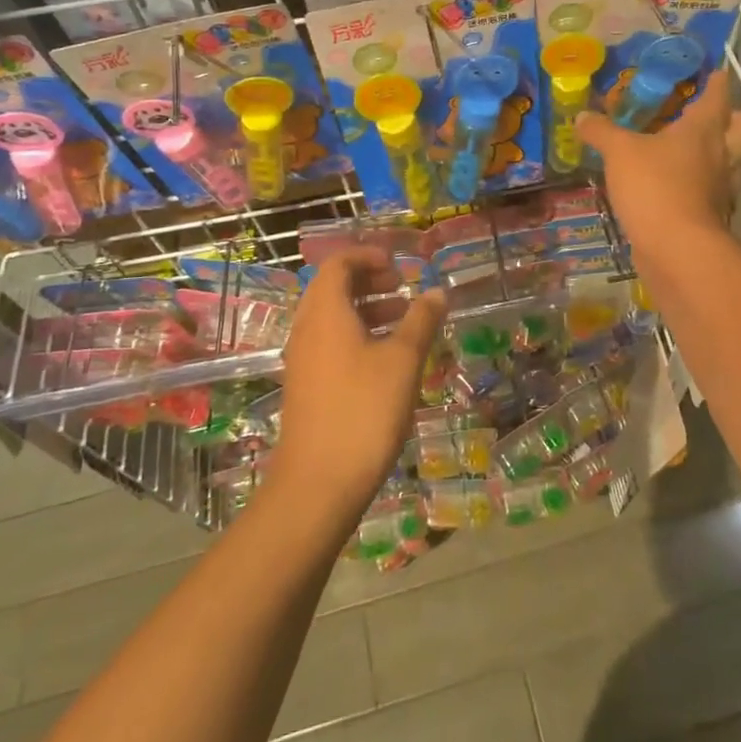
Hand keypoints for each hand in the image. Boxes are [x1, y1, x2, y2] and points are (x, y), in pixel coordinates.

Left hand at [270, 247, 445, 526]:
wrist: (318, 484)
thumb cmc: (364, 410)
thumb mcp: (403, 361)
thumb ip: (421, 320)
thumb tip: (437, 292)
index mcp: (325, 312)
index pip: (338, 263)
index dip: (368, 256)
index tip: (400, 266)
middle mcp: (307, 329)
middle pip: (333, 289)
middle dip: (370, 282)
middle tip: (404, 290)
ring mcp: (303, 360)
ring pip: (333, 318)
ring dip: (367, 310)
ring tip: (404, 322)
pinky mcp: (306, 387)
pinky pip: (330, 344)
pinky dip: (357, 336)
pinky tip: (387, 360)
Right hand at [577, 69, 740, 261]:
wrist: (676, 249)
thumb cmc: (654, 186)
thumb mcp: (618, 152)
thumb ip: (601, 131)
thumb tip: (582, 116)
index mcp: (704, 129)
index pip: (718, 95)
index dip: (717, 82)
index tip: (715, 73)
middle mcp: (721, 154)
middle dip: (734, 118)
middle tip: (709, 116)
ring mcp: (721, 187)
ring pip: (734, 161)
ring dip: (721, 153)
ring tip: (694, 151)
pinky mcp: (712, 215)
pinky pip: (713, 190)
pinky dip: (702, 185)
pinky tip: (679, 186)